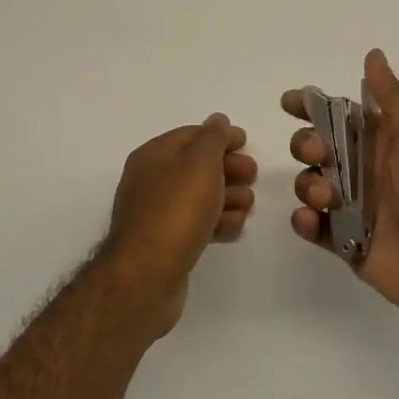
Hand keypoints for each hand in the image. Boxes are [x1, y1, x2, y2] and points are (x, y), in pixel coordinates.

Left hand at [104, 115, 257, 335]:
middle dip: (228, 168)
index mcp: (153, 155)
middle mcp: (151, 181)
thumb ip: (213, 138)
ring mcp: (158, 214)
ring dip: (228, 197)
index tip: (247, 142)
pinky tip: (234, 228)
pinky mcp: (167, 244)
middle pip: (197, 166)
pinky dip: (217, 222)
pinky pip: (197, 224)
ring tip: (248, 205)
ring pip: (200, 197)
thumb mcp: (200, 163)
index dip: (220, 135)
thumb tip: (218, 120)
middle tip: (252, 175)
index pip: (191, 135)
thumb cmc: (175, 211)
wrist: (146, 278)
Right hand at [285, 50, 398, 327]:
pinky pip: (314, 226)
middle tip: (318, 152)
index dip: (311, 106)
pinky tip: (312, 220)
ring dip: (307, 183)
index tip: (290, 103)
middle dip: (305, 144)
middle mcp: (364, 169)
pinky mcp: (347, 242)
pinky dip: (305, 221)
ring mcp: (354, 207)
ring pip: (310, 184)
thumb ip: (391, 97)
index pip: (338, 115)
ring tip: (326, 196)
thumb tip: (373, 54)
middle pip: (316, 147)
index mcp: (382, 140)